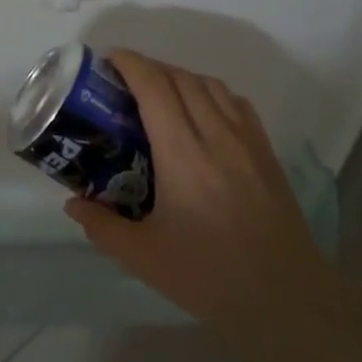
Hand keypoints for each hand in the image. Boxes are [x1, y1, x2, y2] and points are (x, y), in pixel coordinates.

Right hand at [64, 50, 342, 361]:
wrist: (288, 300)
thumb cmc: (210, 277)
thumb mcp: (144, 258)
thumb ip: (102, 226)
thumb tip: (73, 204)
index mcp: (182, 153)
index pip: (154, 85)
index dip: (130, 63)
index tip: (107, 60)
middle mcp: (216, 134)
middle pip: (180, 77)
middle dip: (149, 68)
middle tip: (123, 83)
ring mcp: (246, 140)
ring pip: (210, 84)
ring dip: (180, 77)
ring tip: (159, 95)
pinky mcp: (266, 153)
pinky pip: (235, 103)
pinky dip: (211, 93)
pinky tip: (201, 114)